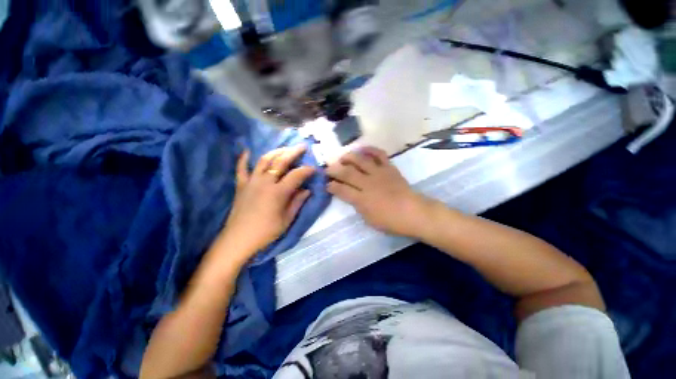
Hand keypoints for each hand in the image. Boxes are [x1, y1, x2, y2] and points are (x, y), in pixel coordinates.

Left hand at [219, 145, 315, 262]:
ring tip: (284, 148)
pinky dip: (244, 159)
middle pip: (280, 161)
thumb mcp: (287, 219)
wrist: (239, 239)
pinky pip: (241, 168)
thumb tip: (307, 190)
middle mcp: (265, 182)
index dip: (307, 170)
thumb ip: (297, 202)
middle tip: (302, 147)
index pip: (296, 175)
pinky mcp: (241, 185)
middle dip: (293, 152)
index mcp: (278, 192)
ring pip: (264, 160)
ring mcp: (251, 181)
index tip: (314, 168)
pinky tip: (247, 151)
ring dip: (275, 152)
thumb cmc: (266, 231)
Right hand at [326, 147, 432, 237]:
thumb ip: (358, 205)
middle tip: (327, 169)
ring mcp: (379, 173)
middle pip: (347, 173)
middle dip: (334, 170)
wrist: (413, 213)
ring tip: (342, 158)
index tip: (326, 184)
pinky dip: (370, 150)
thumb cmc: (391, 221)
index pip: (341, 190)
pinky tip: (362, 149)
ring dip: (348, 157)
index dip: (331, 186)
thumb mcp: (369, 219)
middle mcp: (368, 183)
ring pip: (360, 160)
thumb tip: (351, 196)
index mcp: (362, 199)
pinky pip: (379, 154)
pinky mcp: (389, 168)